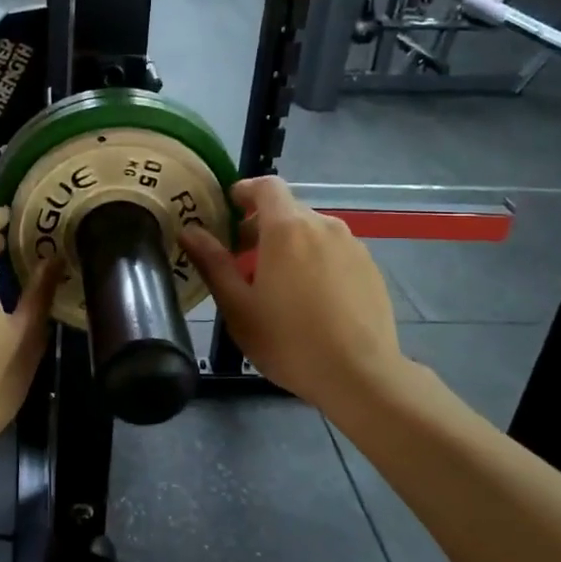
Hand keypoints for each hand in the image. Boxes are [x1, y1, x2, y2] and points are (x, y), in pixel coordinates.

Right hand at [181, 177, 407, 413]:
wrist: (361, 375)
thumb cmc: (289, 341)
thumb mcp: (238, 307)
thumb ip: (213, 263)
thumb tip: (190, 231)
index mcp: (287, 229)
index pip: (266, 186)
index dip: (244, 191)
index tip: (228, 209)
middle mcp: (323, 226)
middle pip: (288, 210)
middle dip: (261, 226)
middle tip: (242, 260)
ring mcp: (352, 246)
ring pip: (312, 232)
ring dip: (290, 245)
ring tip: (277, 285)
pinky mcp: (370, 268)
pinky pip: (334, 251)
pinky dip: (316, 261)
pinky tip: (311, 300)